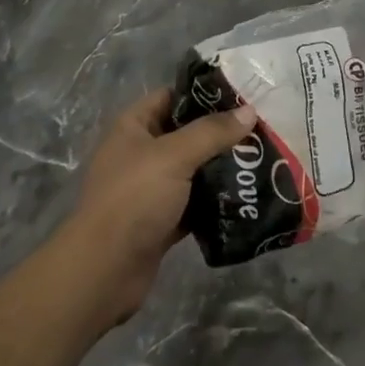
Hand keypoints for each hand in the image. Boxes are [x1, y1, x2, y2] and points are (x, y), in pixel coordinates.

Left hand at [62, 90, 256, 326]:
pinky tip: (246, 194)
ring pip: (193, 169)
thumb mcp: (174, 156)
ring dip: (221, 167)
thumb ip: (212, 132)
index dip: (205, 93)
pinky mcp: (162, 220)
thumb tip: (249, 111)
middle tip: (260, 127)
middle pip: (187, 133)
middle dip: (220, 132)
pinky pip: (195, 202)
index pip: (173, 96)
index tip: (243, 94)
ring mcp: (151, 189)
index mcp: (134, 127)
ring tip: (261, 158)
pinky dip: (215, 200)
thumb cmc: (134, 199)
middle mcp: (141, 153)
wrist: (103, 272)